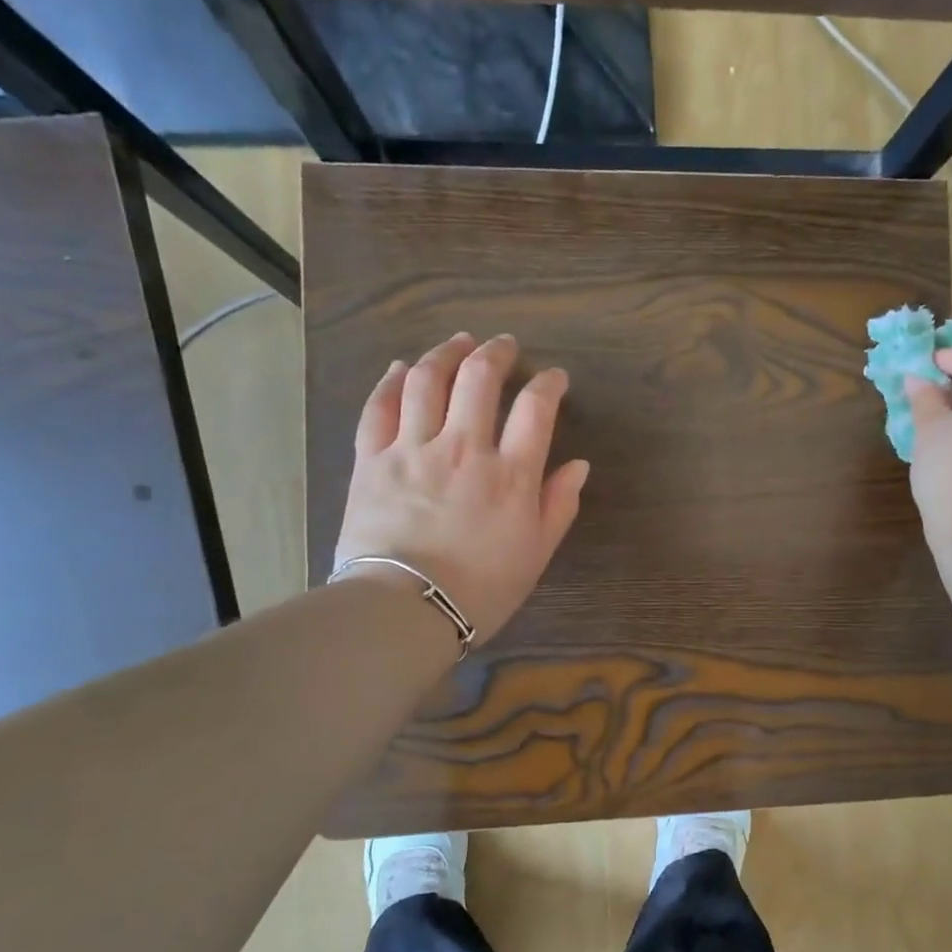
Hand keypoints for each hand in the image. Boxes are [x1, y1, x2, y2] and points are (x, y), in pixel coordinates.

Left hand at [332, 331, 589, 643]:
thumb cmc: (481, 588)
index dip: (548, 384)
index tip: (554, 377)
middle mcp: (464, 448)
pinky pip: (379, 406)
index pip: (535, 408)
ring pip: (426, 379)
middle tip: (504, 345)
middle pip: (479, 378)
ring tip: (457, 342)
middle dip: (496, 353)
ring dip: (445, 353)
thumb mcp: (536, 554)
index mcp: (510, 474)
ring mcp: (413, 448)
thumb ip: (558, 505)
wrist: (406, 608)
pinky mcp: (372, 459)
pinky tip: (400, 367)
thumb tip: (578, 466)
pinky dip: (391, 380)